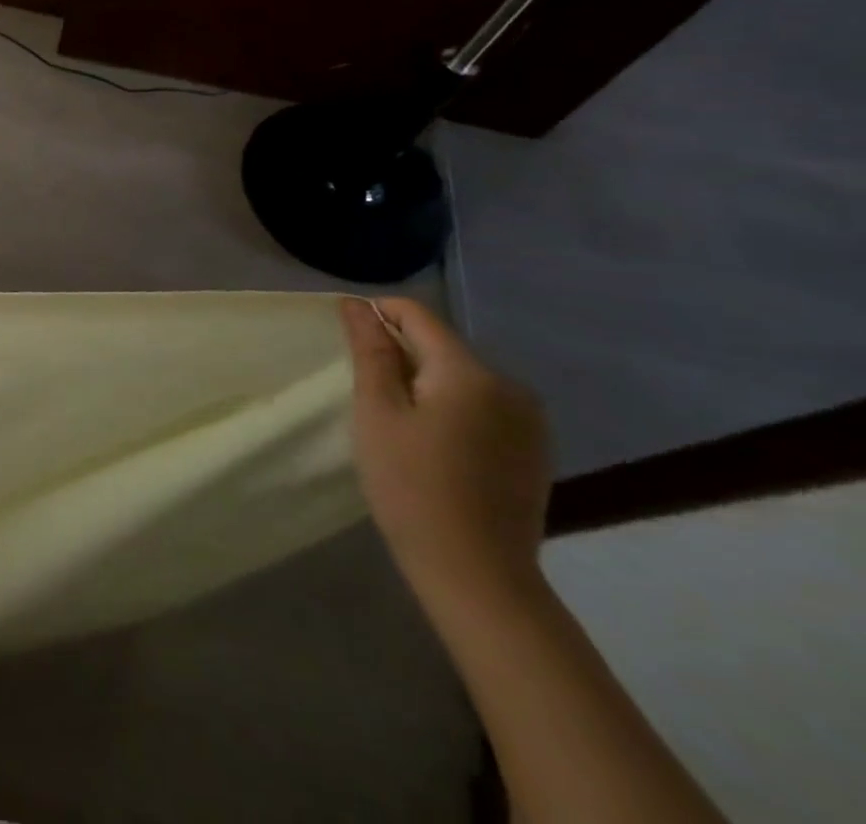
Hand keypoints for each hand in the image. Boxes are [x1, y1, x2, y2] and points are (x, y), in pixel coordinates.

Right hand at [341, 297, 550, 604]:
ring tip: (396, 420)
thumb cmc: (411, 485)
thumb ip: (371, 351)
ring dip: (424, 383)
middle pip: (441, 346)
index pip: (417, 315)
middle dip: (400, 354)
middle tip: (365, 391)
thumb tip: (357, 305)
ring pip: (461, 377)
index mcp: (470, 372)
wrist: (477, 576)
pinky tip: (432, 445)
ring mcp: (529, 421)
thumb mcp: (377, 412)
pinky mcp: (533, 450)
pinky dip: (450, 409)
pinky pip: (481, 406)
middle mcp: (510, 386)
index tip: (347, 336)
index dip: (377, 314)